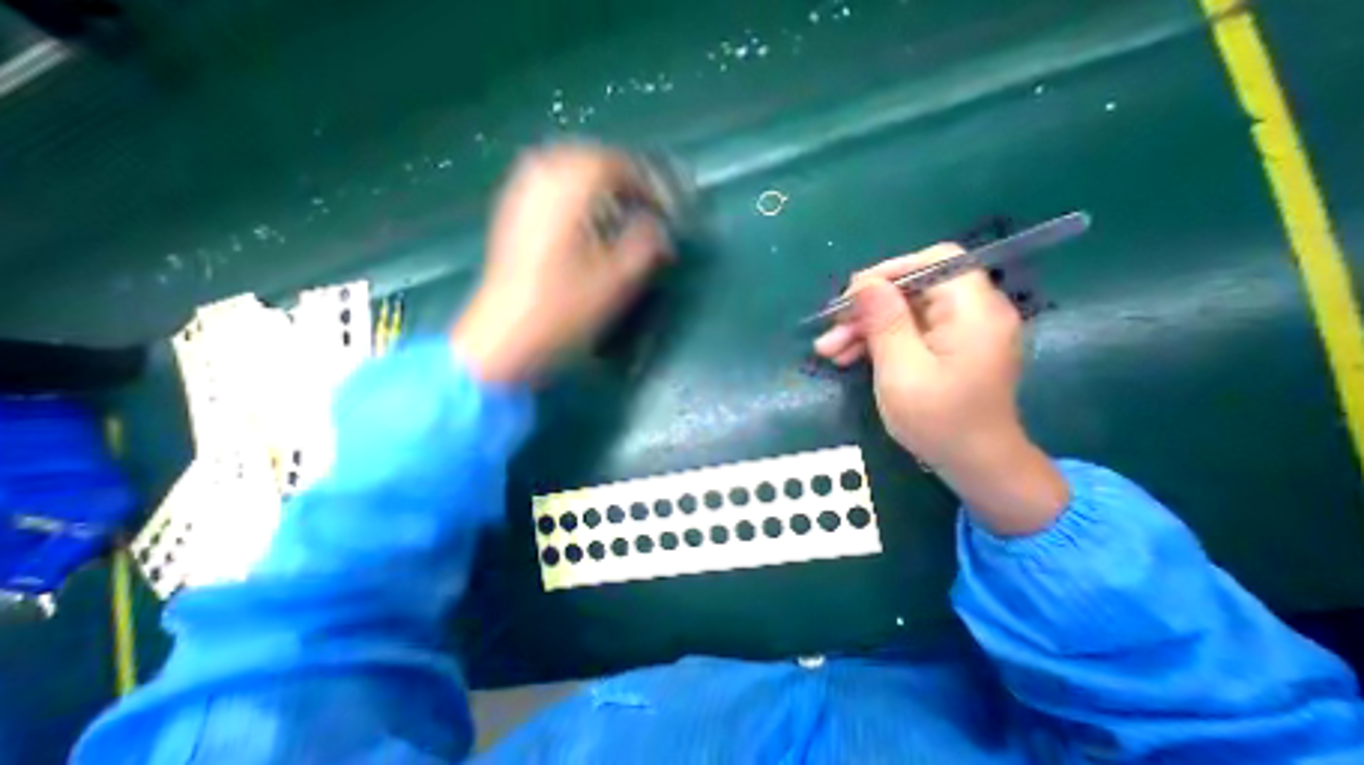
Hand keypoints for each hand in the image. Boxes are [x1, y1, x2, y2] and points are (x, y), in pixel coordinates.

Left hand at [453, 143, 668, 382]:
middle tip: (643, 200)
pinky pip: (546, 184)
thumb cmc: (564, 310)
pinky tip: (583, 216)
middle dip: (620, 175)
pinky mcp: (512, 216)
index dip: (644, 181)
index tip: (662, 206)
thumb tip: (661, 230)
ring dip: (596, 180)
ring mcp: (520, 198)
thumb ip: (645, 247)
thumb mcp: (617, 282)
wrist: (507, 336)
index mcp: (566, 193)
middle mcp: (538, 183)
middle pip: (585, 157)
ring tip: (618, 205)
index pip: (612, 164)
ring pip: (563, 167)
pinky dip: (573, 191)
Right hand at [812, 247, 1070, 533]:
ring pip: (903, 313)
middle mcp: (972, 312)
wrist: (973, 465)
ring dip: (864, 328)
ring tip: (828, 351)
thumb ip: (884, 322)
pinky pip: (907, 333)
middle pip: (912, 290)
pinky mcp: (946, 349)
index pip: (936, 261)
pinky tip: (847, 357)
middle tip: (830, 332)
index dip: (890, 271)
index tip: (852, 295)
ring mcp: (959, 332)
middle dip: (867, 309)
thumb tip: (864, 283)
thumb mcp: (901, 370)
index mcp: (973, 310)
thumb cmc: (939, 421)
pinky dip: (878, 342)